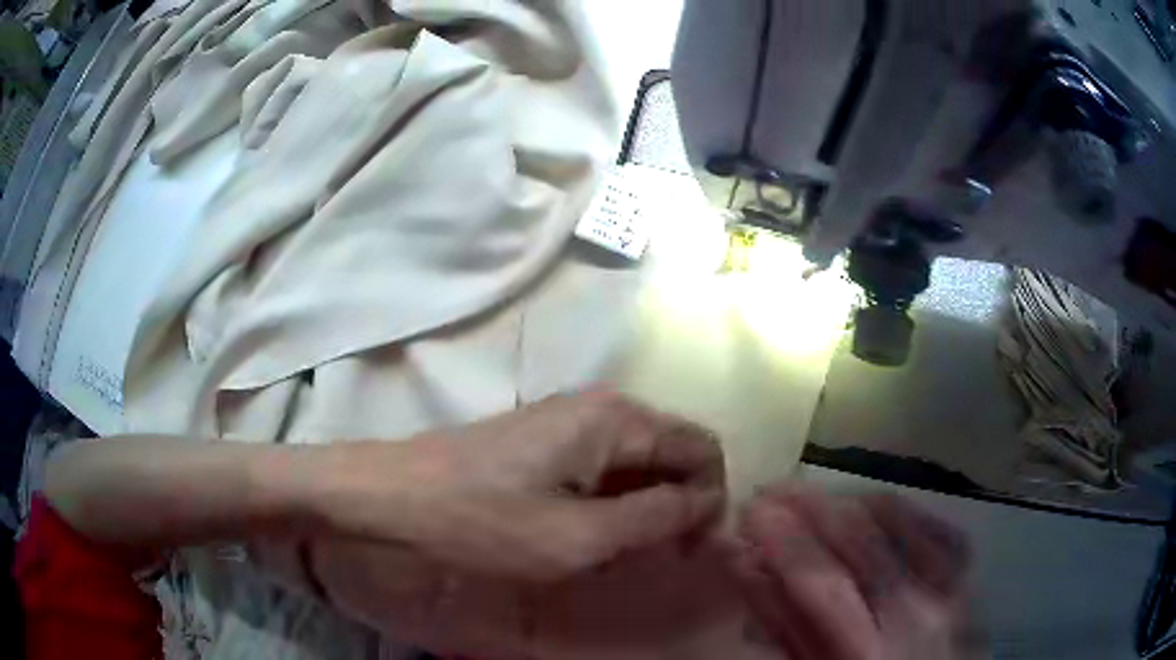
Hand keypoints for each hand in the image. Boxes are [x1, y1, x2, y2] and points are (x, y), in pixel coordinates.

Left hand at [321, 391, 726, 581]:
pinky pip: (599, 466)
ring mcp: (566, 419)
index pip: (701, 447)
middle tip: (655, 556)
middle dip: (676, 503)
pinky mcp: (540, 439)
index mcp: (616, 418)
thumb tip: (707, 502)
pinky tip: (584, 531)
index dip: (709, 499)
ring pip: (634, 461)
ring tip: (616, 550)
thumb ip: (656, 516)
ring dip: (641, 507)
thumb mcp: (580, 537)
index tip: (689, 549)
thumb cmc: (482, 522)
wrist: (387, 498)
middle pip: (670, 450)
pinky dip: (609, 501)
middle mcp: (599, 405)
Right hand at [731, 487, 971, 659]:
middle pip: (861, 540)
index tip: (752, 507)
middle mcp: (915, 610)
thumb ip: (784, 625)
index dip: (784, 538)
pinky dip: (900, 510)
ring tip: (816, 496)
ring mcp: (951, 586)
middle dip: (810, 506)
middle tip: (774, 487)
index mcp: (866, 651)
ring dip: (851, 501)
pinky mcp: (970, 575)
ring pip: (899, 522)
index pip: (820, 580)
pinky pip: (933, 525)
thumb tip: (750, 568)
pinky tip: (873, 506)